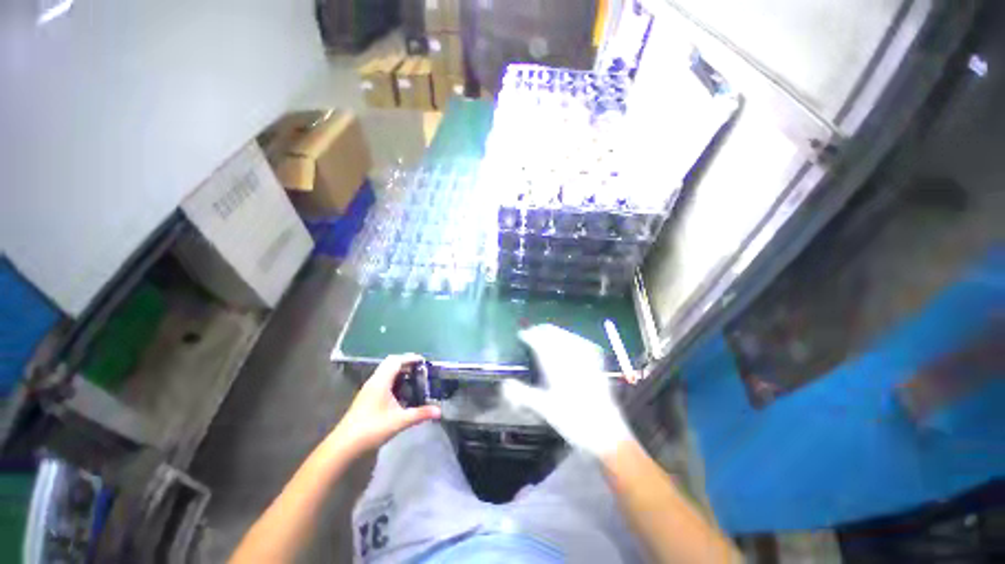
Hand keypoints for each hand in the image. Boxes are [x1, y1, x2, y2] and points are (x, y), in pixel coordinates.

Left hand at [329, 354, 440, 455]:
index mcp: (381, 381)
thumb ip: (420, 414)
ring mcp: (369, 389)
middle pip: (390, 363)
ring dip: (399, 372)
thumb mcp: (399, 421)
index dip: (410, 358)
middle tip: (420, 369)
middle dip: (406, 363)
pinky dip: (394, 380)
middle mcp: (374, 381)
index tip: (424, 361)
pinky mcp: (366, 397)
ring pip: (385, 372)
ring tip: (413, 379)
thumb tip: (439, 411)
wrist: (343, 446)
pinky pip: (382, 381)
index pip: (396, 360)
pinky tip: (401, 393)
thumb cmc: (371, 429)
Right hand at [502, 325, 631, 455]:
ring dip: (556, 332)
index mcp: (558, 367)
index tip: (522, 335)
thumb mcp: (546, 409)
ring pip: (569, 337)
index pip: (541, 343)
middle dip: (542, 331)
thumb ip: (524, 394)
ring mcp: (587, 361)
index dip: (530, 336)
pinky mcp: (597, 366)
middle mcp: (573, 359)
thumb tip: (505, 383)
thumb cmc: (574, 422)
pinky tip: (572, 340)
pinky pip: (584, 345)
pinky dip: (573, 339)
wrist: (607, 434)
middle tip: (532, 332)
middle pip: (556, 335)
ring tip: (546, 333)